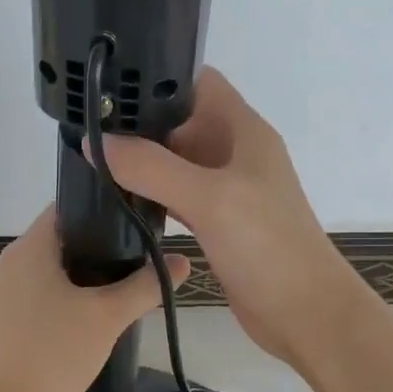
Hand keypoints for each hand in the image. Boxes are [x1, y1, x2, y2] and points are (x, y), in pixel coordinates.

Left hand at [0, 207, 188, 391]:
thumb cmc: (55, 351)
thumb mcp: (108, 315)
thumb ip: (146, 286)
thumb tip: (183, 262)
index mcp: (30, 248)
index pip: (67, 207)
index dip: (103, 209)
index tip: (137, 220)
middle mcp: (15, 263)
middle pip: (64, 239)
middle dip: (103, 246)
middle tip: (142, 256)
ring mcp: (10, 293)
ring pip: (57, 270)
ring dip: (90, 275)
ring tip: (129, 284)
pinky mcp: (12, 320)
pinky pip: (48, 295)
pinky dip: (73, 297)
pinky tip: (100, 314)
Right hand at [99, 68, 359, 368]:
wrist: (305, 313)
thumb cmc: (266, 246)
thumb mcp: (208, 198)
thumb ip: (152, 168)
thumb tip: (96, 142)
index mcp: (243, 131)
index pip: (197, 82)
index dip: (157, 78)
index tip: (109, 87)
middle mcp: (234, 153)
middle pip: (181, 121)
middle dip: (139, 123)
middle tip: (87, 128)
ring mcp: (227, 190)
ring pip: (176, 162)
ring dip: (142, 161)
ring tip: (93, 161)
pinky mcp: (218, 223)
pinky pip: (178, 196)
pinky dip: (152, 195)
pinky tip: (121, 200)